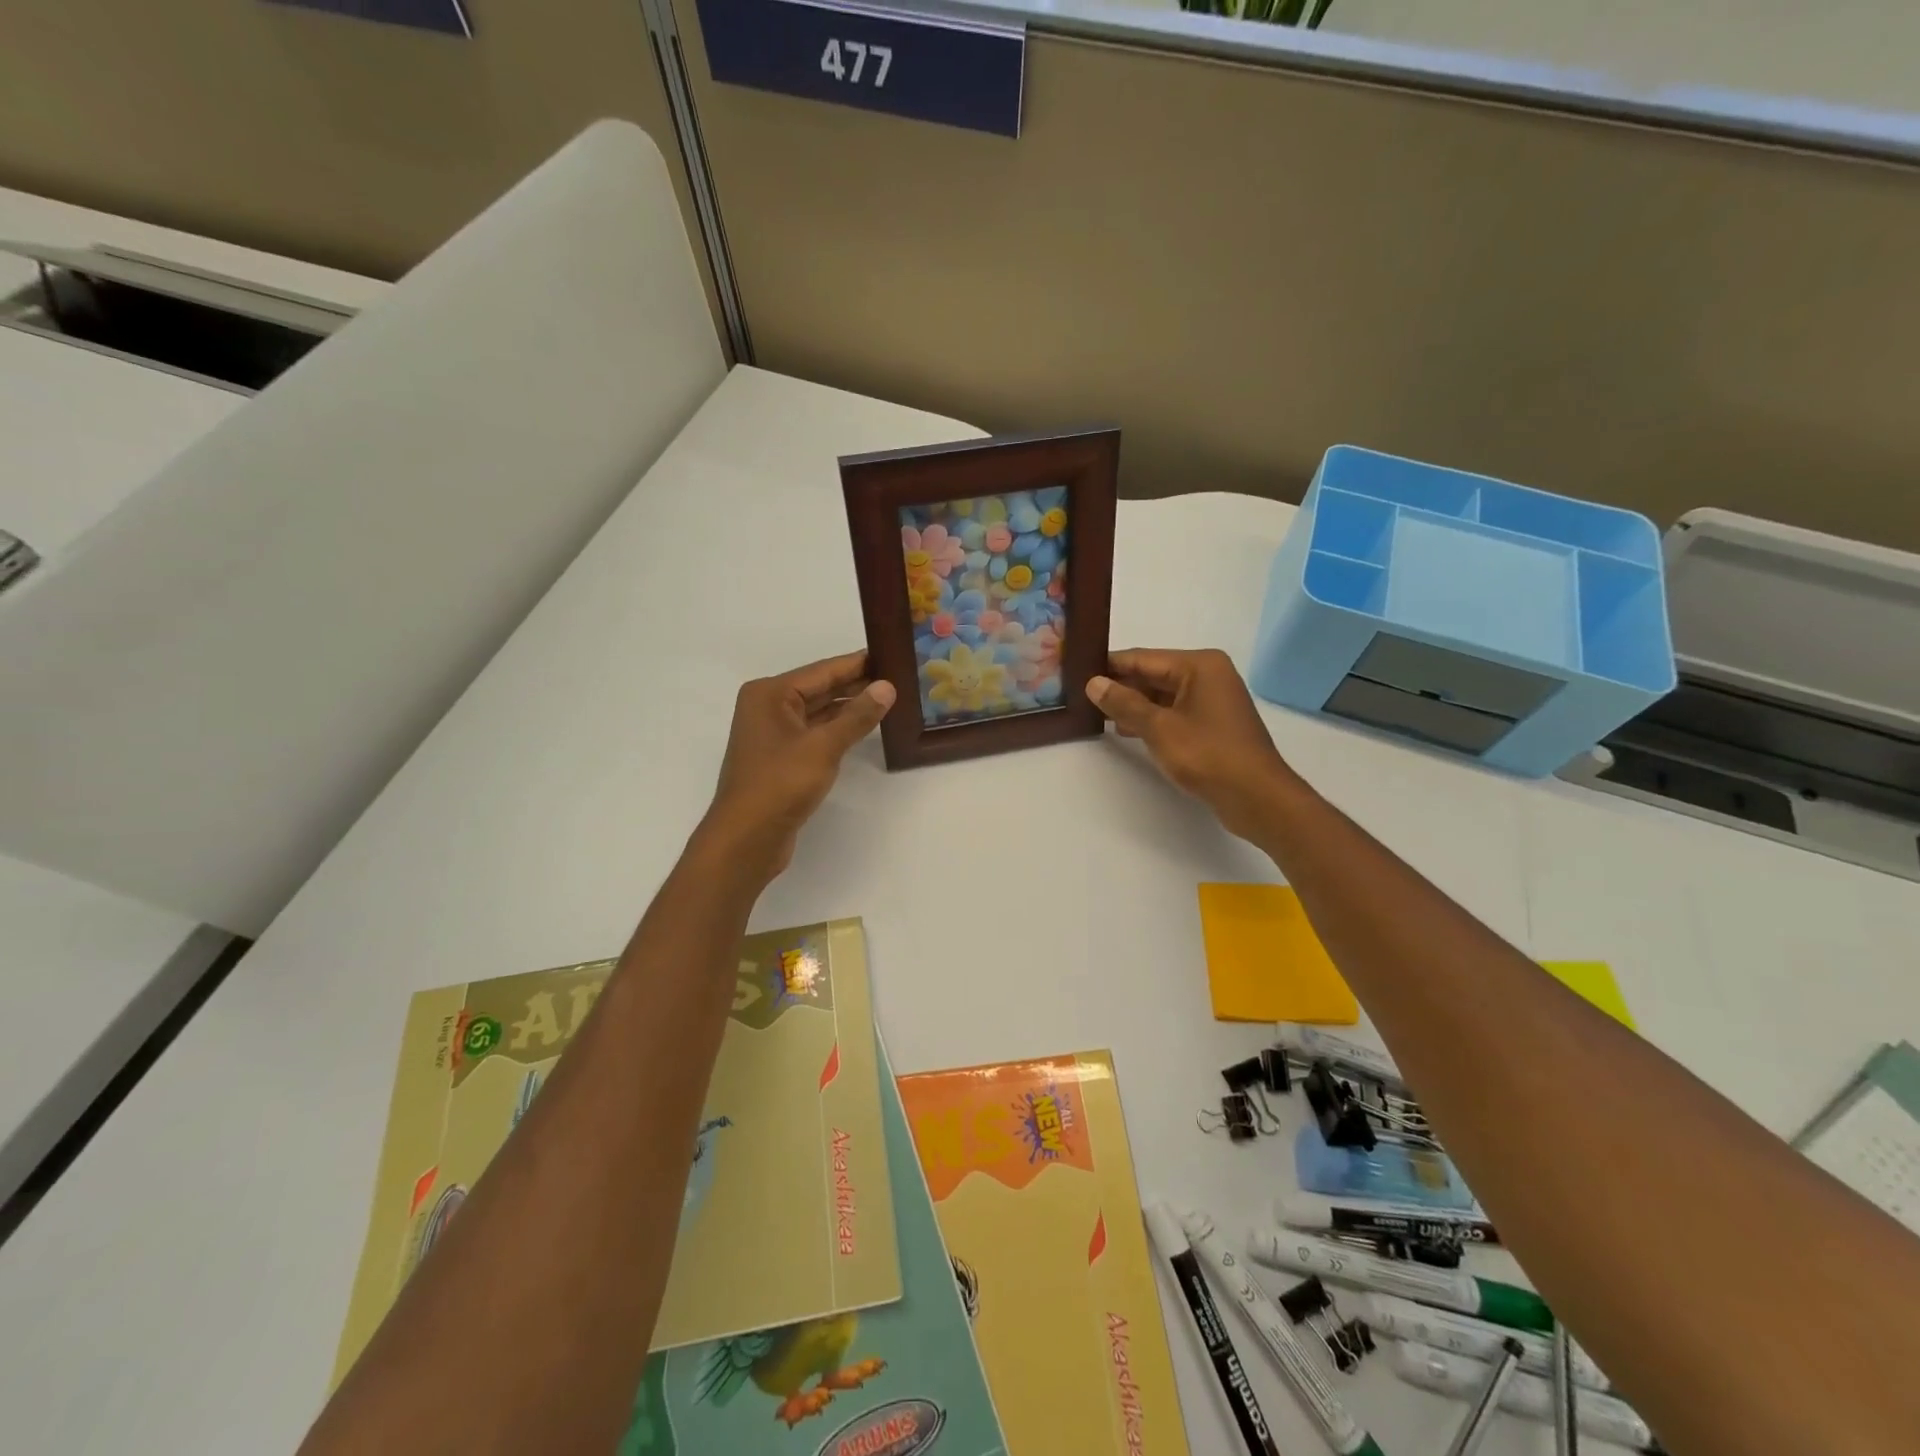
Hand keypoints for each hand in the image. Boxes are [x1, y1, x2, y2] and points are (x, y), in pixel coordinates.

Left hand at [704, 651, 895, 877]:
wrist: (746, 839)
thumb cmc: (780, 784)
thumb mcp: (824, 746)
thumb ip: (857, 716)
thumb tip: (887, 686)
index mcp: (770, 694)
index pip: (823, 670)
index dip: (858, 663)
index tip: (891, 653)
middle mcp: (768, 707)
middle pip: (820, 688)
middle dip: (856, 684)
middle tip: (898, 676)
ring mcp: (774, 734)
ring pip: (819, 712)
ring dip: (849, 708)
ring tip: (889, 699)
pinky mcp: (782, 758)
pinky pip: (815, 733)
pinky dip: (839, 729)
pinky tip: (865, 728)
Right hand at [1088, 648, 1300, 843]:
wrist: (1257, 797)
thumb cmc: (1208, 755)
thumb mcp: (1158, 728)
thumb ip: (1124, 703)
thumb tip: (1093, 683)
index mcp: (1199, 665)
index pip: (1143, 658)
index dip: (1110, 666)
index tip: (1078, 672)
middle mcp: (1209, 675)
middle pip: (1153, 674)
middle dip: (1121, 686)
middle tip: (1083, 696)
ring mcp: (1213, 699)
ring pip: (1163, 695)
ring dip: (1134, 704)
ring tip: (1098, 715)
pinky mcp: (1213, 723)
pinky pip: (1175, 711)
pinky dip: (1152, 718)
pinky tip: (1127, 730)